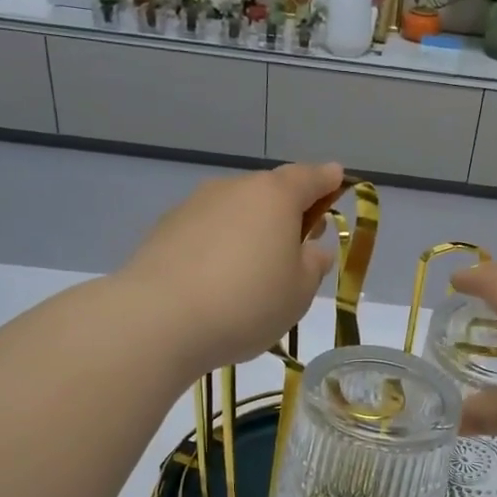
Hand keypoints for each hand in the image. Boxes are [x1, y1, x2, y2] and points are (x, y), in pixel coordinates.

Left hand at [119, 162, 343, 376]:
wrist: (159, 319)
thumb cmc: (247, 302)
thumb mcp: (298, 292)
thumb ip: (312, 265)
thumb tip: (313, 249)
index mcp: (275, 196)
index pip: (310, 177)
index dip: (327, 180)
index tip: (337, 180)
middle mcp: (234, 188)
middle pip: (269, 192)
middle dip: (287, 212)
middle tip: (299, 242)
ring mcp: (194, 205)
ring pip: (235, 211)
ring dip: (250, 231)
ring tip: (254, 271)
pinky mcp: (165, 229)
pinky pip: (206, 232)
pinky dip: (219, 246)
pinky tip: (218, 280)